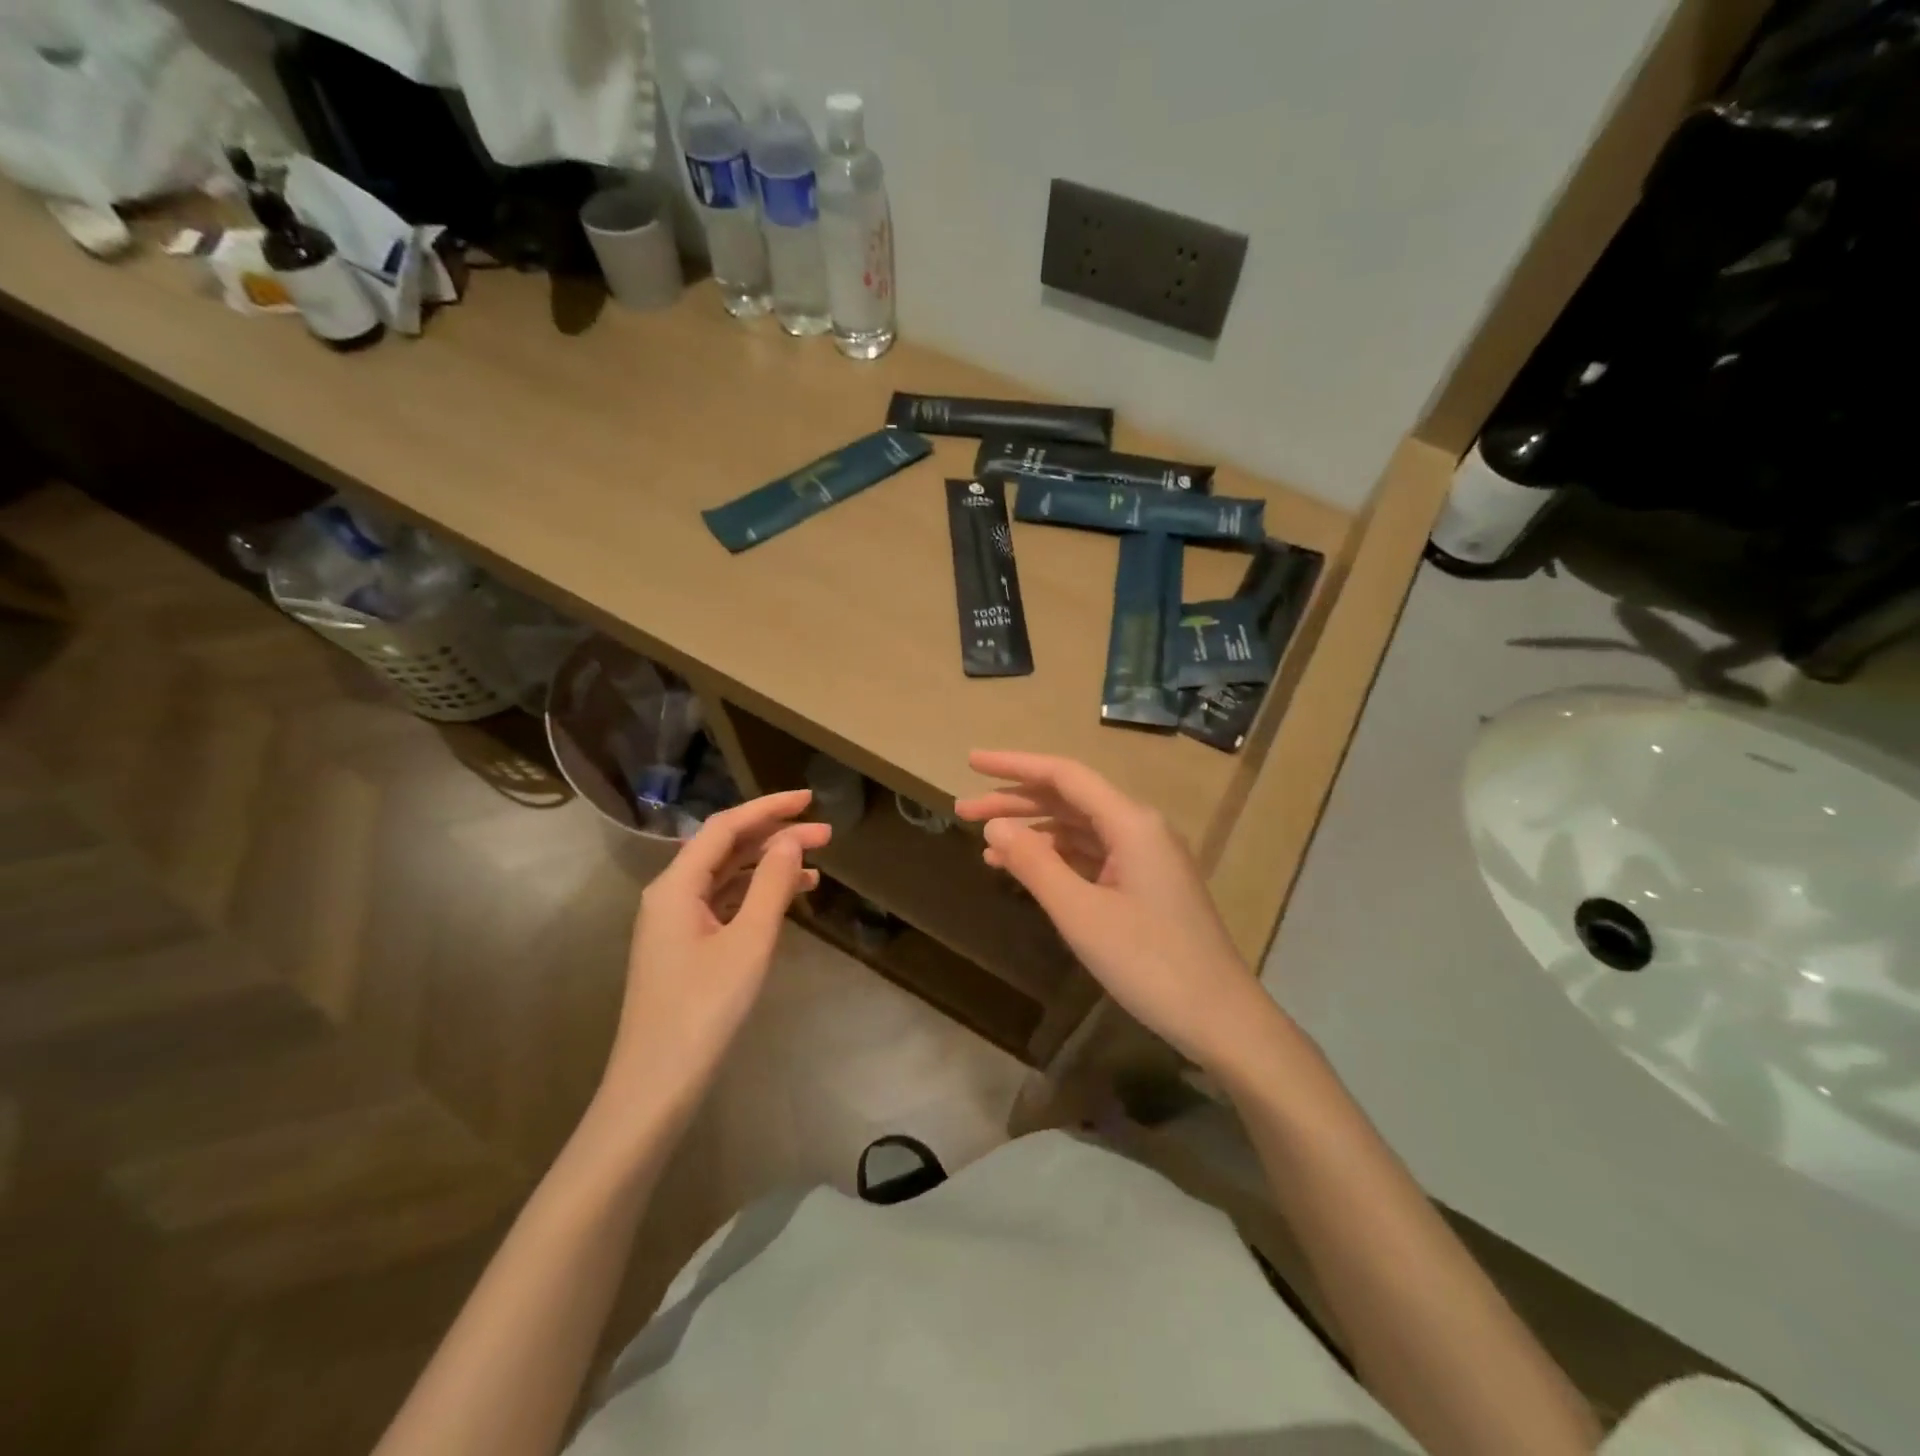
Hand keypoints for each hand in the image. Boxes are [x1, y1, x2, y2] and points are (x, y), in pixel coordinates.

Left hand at [601, 790, 828, 1116]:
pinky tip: (786, 901)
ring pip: (726, 878)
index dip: (769, 808)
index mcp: (676, 885)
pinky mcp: (684, 949)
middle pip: (726, 850)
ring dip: (768, 867)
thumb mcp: (748, 942)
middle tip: (826, 835)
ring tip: (816, 868)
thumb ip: (771, 885)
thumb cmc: (703, 1009)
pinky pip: (723, 906)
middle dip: (775, 837)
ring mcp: (675, 924)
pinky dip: (756, 897)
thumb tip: (790, 840)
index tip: (810, 799)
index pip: (726, 828)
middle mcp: (671, 895)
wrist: (656, 1085)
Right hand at [955, 751, 1279, 1074]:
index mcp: (1131, 822)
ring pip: (1078, 829)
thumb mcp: (1081, 914)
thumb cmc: (1150, 963)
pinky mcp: (1145, 884)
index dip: (1014, 765)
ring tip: (984, 843)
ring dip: (1033, 832)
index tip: (972, 761)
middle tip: (963, 810)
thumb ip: (1035, 864)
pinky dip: (1056, 858)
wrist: (1220, 1018)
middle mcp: (1139, 828)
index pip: (1063, 776)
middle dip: (1015, 801)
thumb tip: (995, 826)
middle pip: (1069, 799)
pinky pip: (1091, 856)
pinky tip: (1024, 869)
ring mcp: (1145, 857)